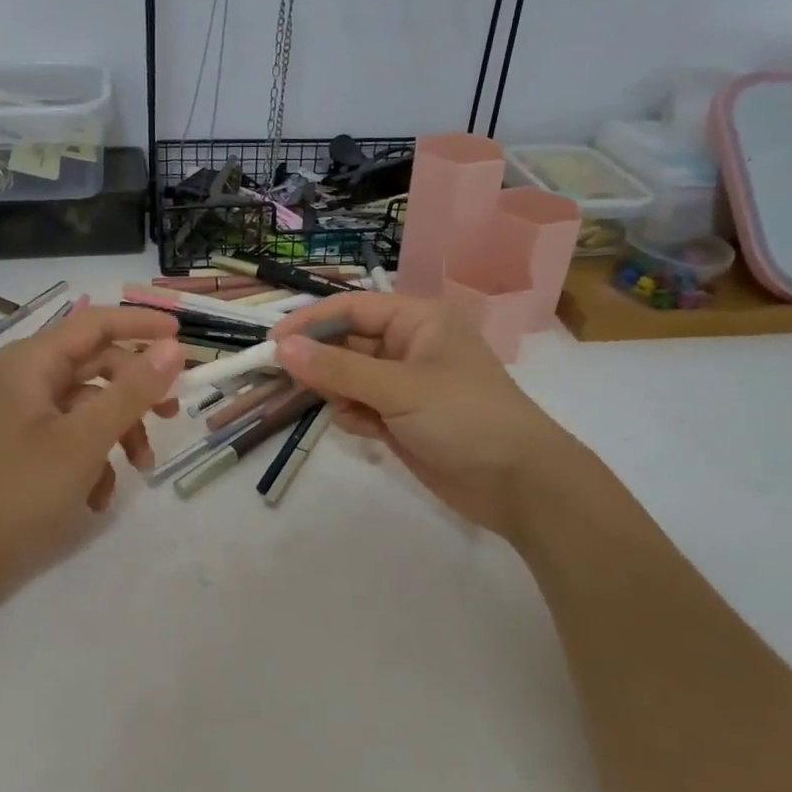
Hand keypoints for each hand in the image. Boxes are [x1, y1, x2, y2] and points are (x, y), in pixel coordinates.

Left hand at [0, 303, 182, 586]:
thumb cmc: (17, 491)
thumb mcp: (84, 440)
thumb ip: (131, 391)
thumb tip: (173, 349)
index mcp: (31, 362)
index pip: (96, 323)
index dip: (141, 324)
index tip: (184, 337)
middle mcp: (24, 377)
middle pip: (95, 365)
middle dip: (136, 392)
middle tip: (172, 414)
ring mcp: (20, 412)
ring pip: (87, 404)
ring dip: (119, 431)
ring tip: (140, 468)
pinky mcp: (21, 444)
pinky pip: (70, 434)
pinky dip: (93, 457)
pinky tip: (98, 497)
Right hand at [271, 292, 593, 539]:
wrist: (519, 484)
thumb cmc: (464, 417)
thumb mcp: (399, 388)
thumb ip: (338, 369)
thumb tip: (282, 348)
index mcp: (418, 321)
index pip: (352, 308)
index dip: (311, 322)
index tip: (272, 343)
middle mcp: (408, 346)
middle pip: (346, 343)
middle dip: (320, 361)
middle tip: (286, 379)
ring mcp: (404, 384)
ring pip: (348, 378)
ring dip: (339, 393)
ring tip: (352, 412)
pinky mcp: (401, 418)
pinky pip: (360, 406)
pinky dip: (355, 417)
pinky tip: (369, 432)